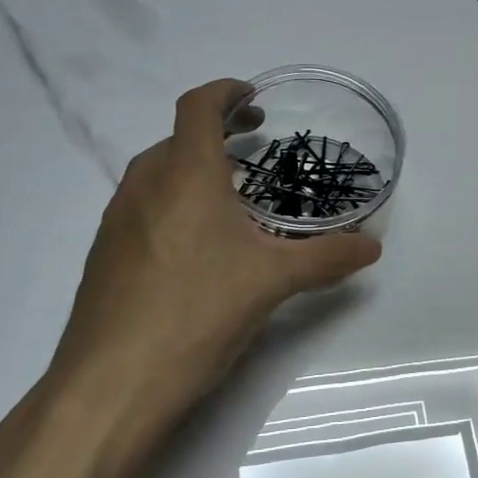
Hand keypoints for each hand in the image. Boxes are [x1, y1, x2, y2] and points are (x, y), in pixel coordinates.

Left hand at [44, 78, 381, 436]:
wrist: (110, 384)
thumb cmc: (197, 313)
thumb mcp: (273, 282)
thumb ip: (327, 258)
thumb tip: (372, 247)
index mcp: (185, 174)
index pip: (198, 107)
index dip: (226, 92)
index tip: (253, 100)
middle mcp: (144, 185)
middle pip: (177, 138)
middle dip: (216, 134)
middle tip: (254, 151)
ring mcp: (117, 220)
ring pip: (156, 174)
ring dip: (192, 169)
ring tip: (230, 199)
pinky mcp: (105, 255)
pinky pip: (142, 208)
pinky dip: (172, 204)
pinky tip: (196, 249)